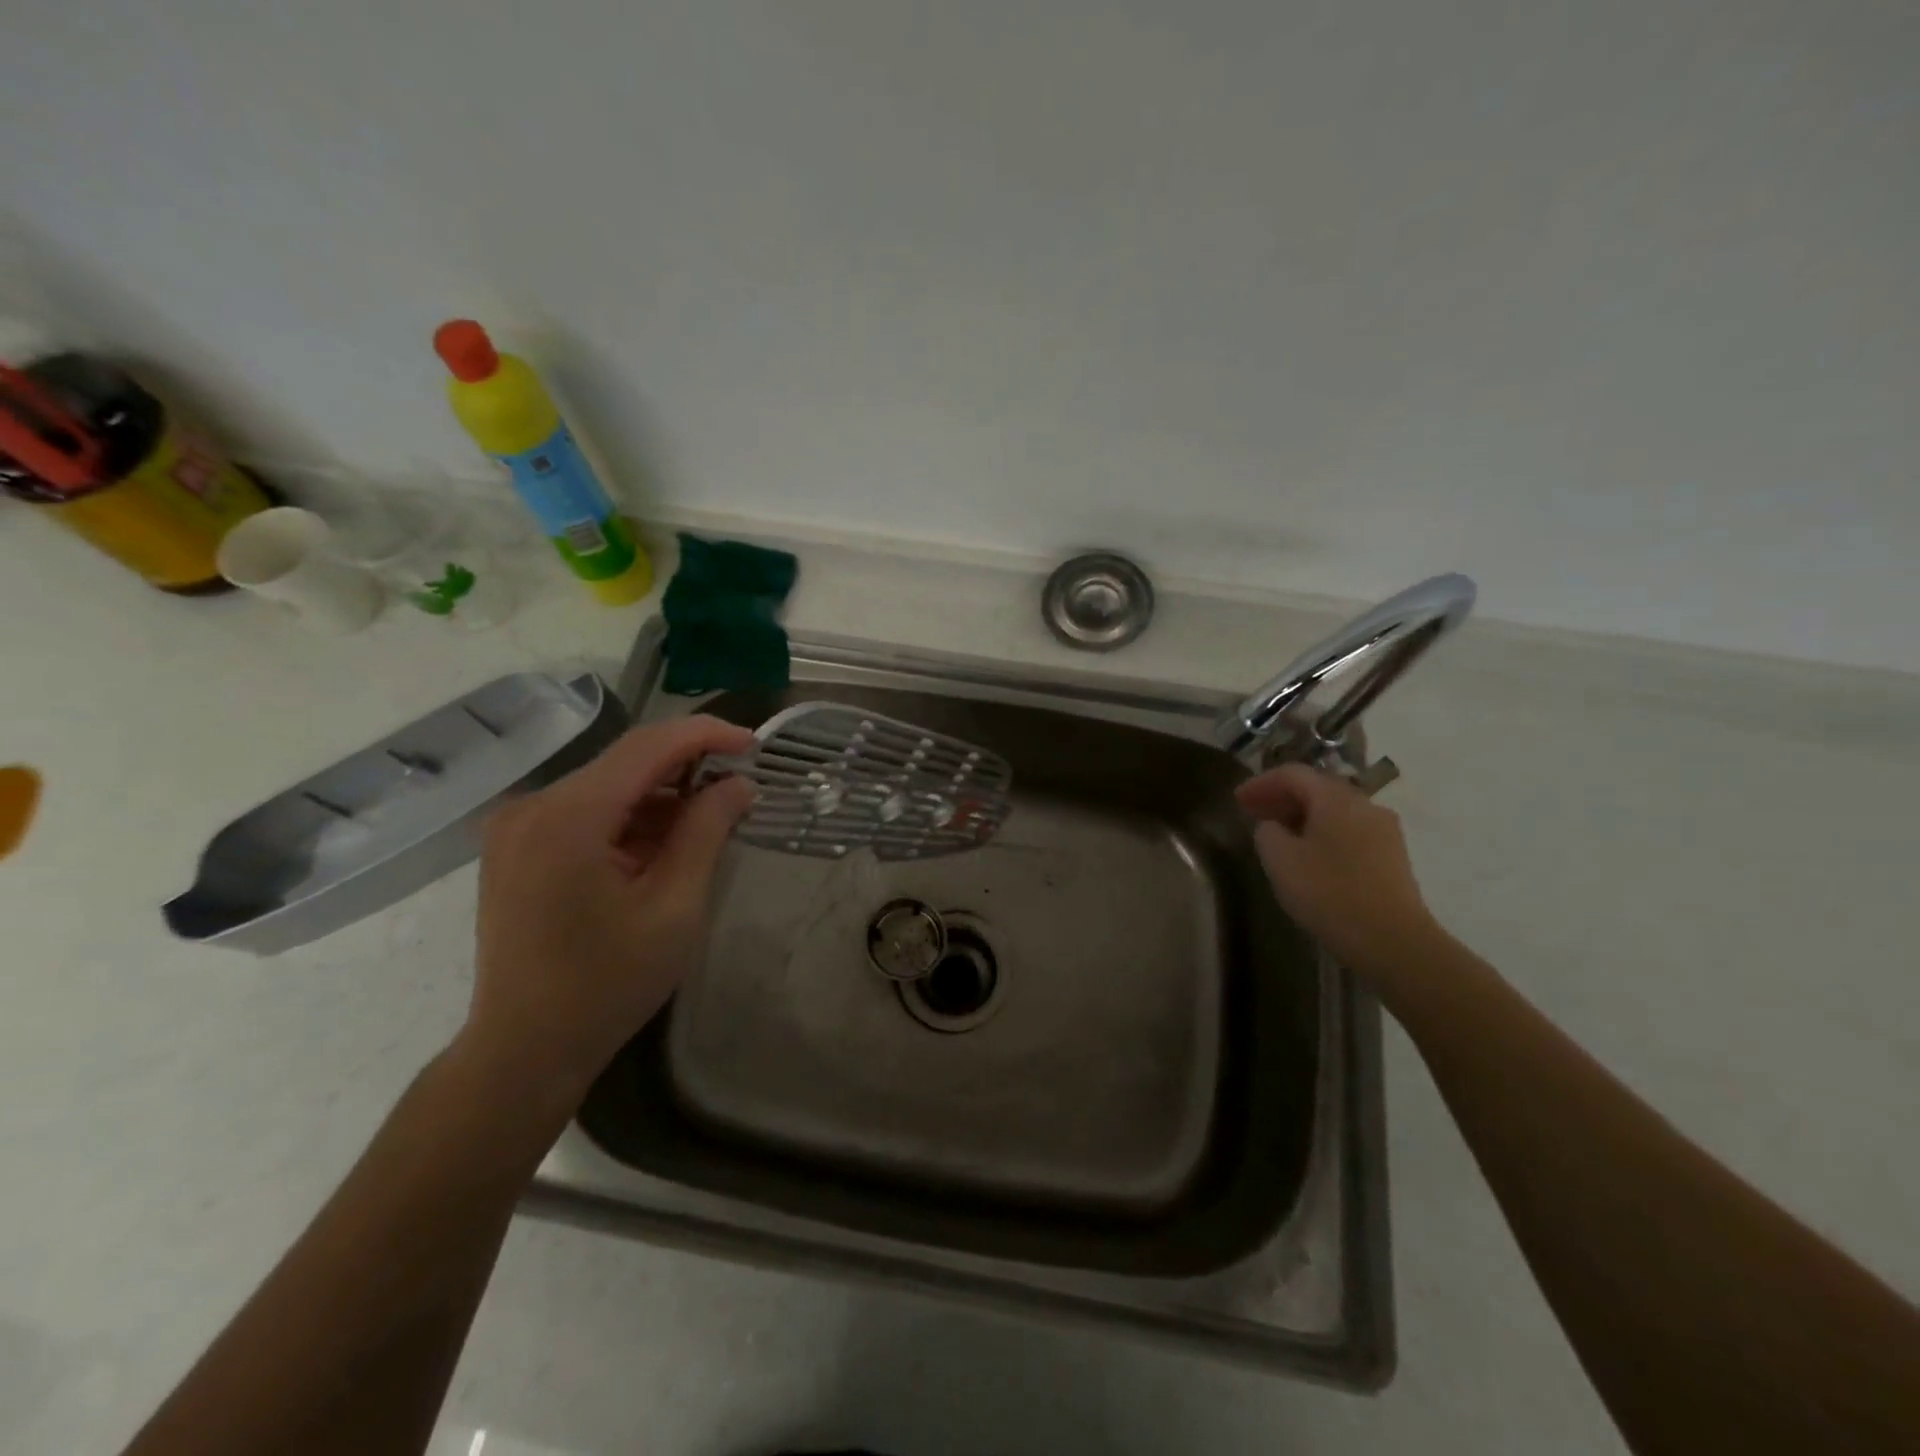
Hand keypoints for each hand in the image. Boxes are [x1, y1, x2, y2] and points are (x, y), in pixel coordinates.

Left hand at [462, 716, 756, 1110]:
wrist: (524, 1050)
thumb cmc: (607, 985)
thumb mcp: (675, 907)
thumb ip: (707, 832)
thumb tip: (739, 784)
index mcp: (568, 818)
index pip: (648, 747)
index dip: (706, 735)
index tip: (754, 745)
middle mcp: (533, 806)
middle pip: (626, 762)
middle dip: (688, 767)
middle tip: (740, 788)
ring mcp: (518, 825)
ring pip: (609, 784)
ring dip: (662, 796)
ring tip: (710, 822)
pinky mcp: (518, 845)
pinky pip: (588, 809)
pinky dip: (632, 817)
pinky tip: (664, 844)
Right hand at [1236, 763, 1440, 980]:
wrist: (1393, 941)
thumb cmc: (1329, 893)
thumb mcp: (1279, 860)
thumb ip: (1267, 832)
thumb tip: (1274, 825)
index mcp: (1336, 798)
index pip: (1293, 774)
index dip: (1260, 783)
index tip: (1236, 799)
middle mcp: (1364, 804)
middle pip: (1317, 788)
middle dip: (1282, 798)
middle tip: (1254, 814)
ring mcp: (1384, 830)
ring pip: (1335, 811)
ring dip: (1303, 816)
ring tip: (1278, 836)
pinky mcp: (1392, 856)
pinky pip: (1350, 831)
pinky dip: (1323, 833)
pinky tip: (1309, 856)